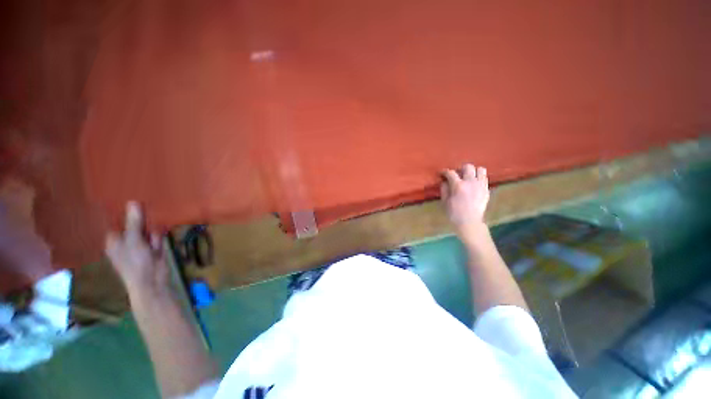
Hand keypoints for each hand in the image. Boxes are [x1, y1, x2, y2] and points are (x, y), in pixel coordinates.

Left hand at [106, 202, 167, 294]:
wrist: (152, 281)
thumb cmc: (135, 262)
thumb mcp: (133, 241)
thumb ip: (134, 222)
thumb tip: (133, 202)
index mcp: (114, 239)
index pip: (116, 220)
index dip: (122, 210)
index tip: (130, 197)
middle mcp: (126, 240)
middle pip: (133, 223)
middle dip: (141, 217)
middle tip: (146, 203)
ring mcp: (140, 244)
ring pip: (147, 228)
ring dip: (151, 227)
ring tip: (153, 230)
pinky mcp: (153, 246)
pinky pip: (156, 235)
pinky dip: (158, 235)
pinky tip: (159, 239)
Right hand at [441, 164, 489, 244]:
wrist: (470, 222)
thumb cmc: (454, 213)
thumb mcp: (445, 201)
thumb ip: (444, 189)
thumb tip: (444, 181)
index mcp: (458, 185)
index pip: (451, 173)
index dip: (445, 171)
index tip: (442, 173)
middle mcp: (470, 182)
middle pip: (468, 167)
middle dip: (460, 168)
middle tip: (457, 174)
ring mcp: (480, 185)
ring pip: (480, 169)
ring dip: (473, 171)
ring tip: (468, 177)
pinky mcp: (486, 190)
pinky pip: (485, 178)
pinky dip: (479, 178)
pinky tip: (474, 184)